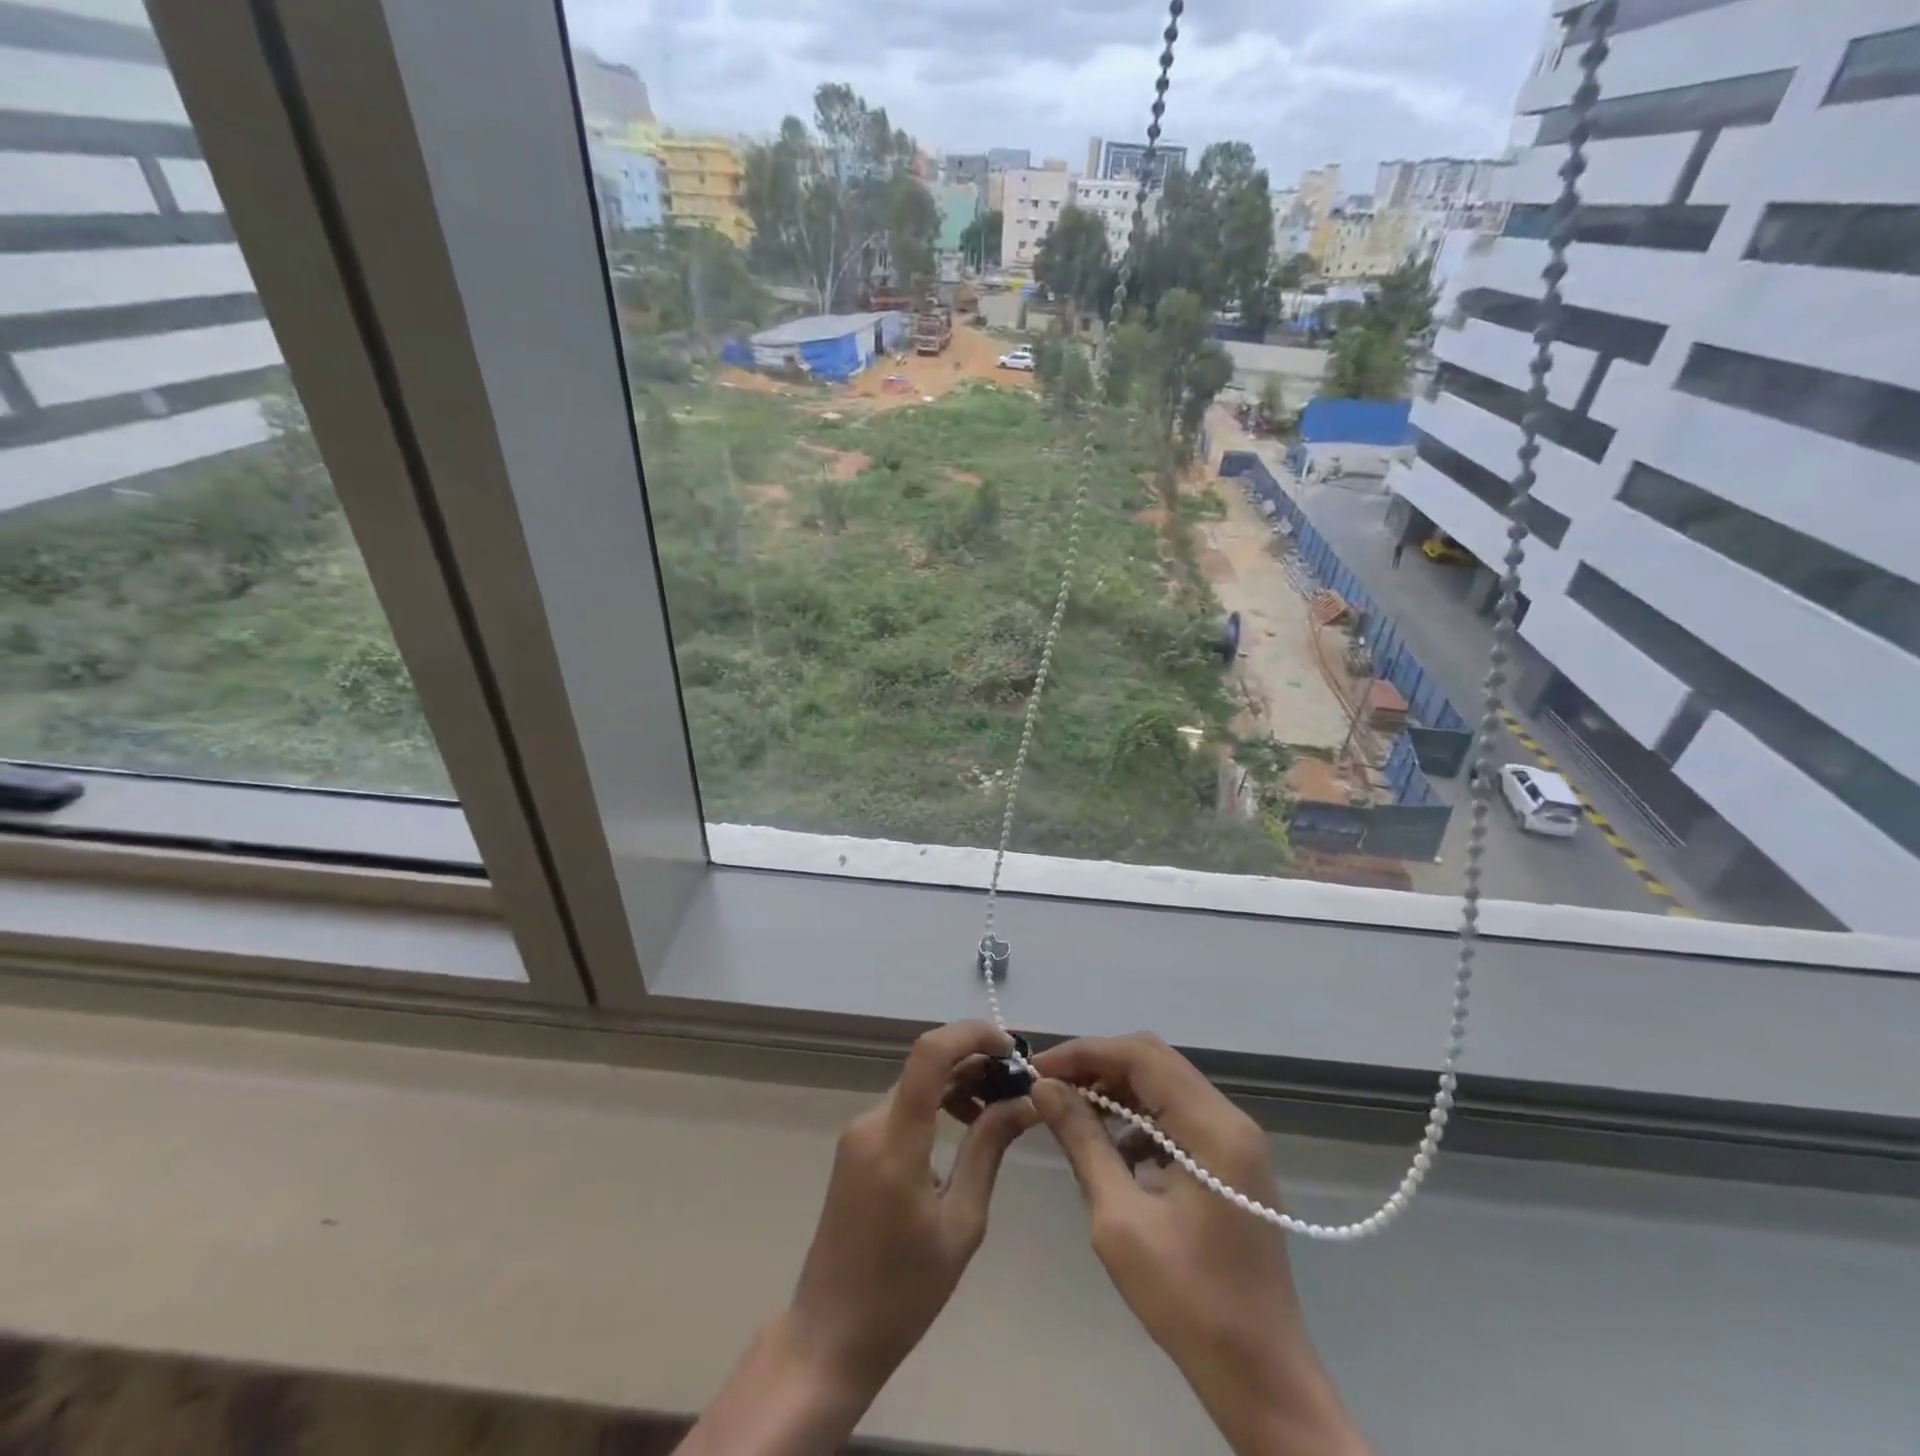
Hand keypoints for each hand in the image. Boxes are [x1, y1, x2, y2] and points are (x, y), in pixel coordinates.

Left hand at [786, 1019, 1036, 1402]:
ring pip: (916, 1083)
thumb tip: (1024, 1102)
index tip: (1013, 1050)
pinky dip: (938, 1103)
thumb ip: (988, 1150)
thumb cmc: (903, 1293)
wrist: (830, 1336)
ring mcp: (859, 1132)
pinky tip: (966, 1127)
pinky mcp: (857, 1146)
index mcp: (895, 1141)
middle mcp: (871, 1122)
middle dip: (975, 1061)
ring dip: (959, 1082)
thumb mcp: (961, 1224)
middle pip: (926, 1064)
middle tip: (1018, 1084)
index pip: (930, 1053)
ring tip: (999, 1108)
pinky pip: (904, 1107)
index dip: (972, 1035)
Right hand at [1032, 1034, 1368, 1455]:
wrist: (1263, 1377)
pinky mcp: (1231, 1160)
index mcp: (1213, 1128)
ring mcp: (1236, 1139)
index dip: (1085, 1053)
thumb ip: (1084, 1142)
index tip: (1038, 1068)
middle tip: (1050, 1085)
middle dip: (1098, 1065)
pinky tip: (1111, 1146)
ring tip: (1071, 1109)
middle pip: (1155, 1060)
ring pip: (1165, 1084)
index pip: (1141, 1055)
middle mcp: (1231, 1118)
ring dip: (1117, 1088)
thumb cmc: (1190, 1303)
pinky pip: (1177, 1114)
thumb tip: (1045, 1089)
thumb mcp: (1120, 1221)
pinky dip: (1139, 1116)